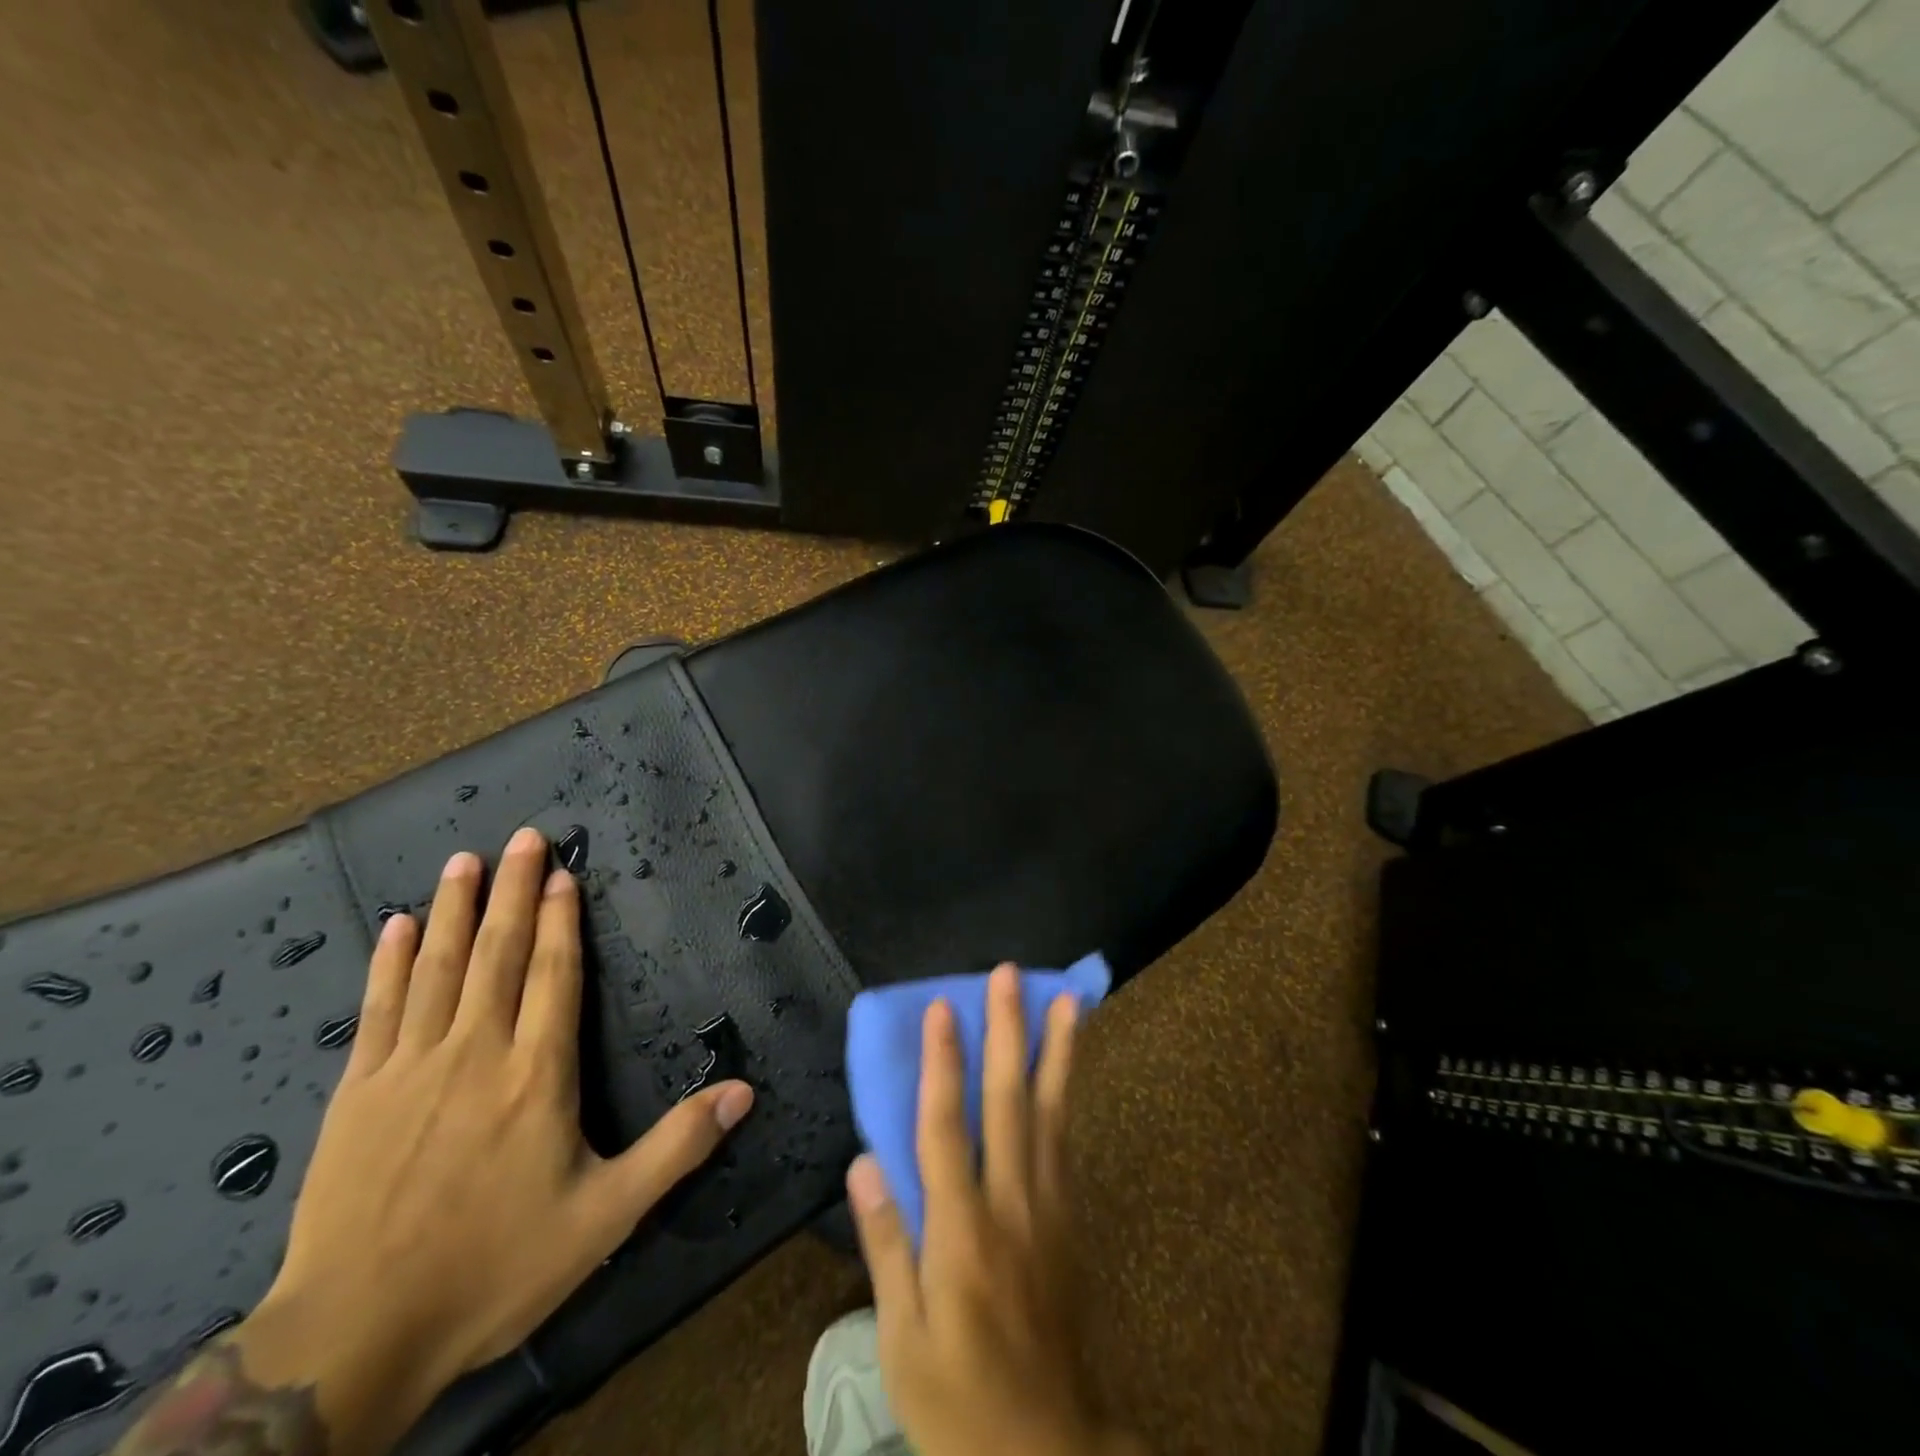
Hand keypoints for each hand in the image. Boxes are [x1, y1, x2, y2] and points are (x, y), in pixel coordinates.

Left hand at [227, 828, 754, 1454]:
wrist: (351, 1340)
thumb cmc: (493, 1269)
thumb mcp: (607, 1217)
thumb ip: (678, 1147)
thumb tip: (745, 1092)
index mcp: (536, 1075)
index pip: (554, 975)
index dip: (560, 921)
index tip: (562, 873)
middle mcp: (475, 1053)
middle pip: (497, 953)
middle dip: (512, 890)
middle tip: (522, 837)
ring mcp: (410, 1068)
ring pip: (437, 968)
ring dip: (453, 909)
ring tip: (463, 861)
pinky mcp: (358, 1093)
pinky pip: (378, 1010)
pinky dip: (388, 963)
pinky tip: (394, 927)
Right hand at [846, 965, 1145, 1455]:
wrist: (1049, 1450)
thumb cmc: (957, 1398)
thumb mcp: (902, 1340)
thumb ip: (886, 1245)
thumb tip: (864, 1162)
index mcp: (959, 1230)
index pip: (946, 1126)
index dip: (942, 1061)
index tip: (943, 1007)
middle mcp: (1010, 1202)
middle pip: (1008, 1100)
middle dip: (1007, 1031)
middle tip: (1009, 975)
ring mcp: (1048, 1207)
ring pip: (1051, 1112)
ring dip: (1055, 1051)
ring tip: (1065, 1001)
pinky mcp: (1070, 1220)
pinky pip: (1066, 1143)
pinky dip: (1066, 1096)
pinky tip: (1066, 1068)